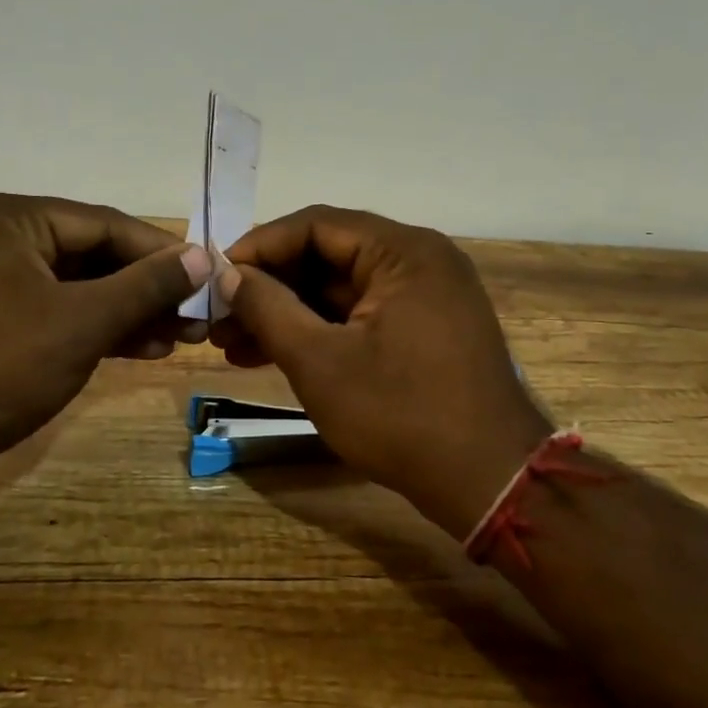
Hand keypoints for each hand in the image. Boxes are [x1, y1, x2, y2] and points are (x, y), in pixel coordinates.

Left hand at [0, 193, 210, 494]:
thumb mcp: (80, 322)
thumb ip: (145, 286)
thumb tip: (202, 255)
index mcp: (10, 217)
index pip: (105, 224)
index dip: (162, 253)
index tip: (208, 278)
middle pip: (91, 255)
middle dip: (146, 289)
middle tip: (196, 317)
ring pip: (75, 289)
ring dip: (126, 313)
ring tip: (179, 339)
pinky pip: (52, 314)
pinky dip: (93, 331)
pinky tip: (138, 350)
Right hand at [212, 206, 550, 536]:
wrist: (490, 483)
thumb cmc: (401, 415)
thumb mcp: (320, 361)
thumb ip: (268, 308)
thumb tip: (228, 273)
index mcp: (404, 251)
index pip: (316, 224)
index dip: (259, 247)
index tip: (216, 278)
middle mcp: (420, 260)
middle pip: (328, 255)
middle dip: (270, 287)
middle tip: (220, 319)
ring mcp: (427, 295)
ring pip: (342, 289)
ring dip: (289, 314)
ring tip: (234, 345)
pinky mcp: (426, 329)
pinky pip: (362, 314)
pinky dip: (321, 331)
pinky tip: (274, 355)